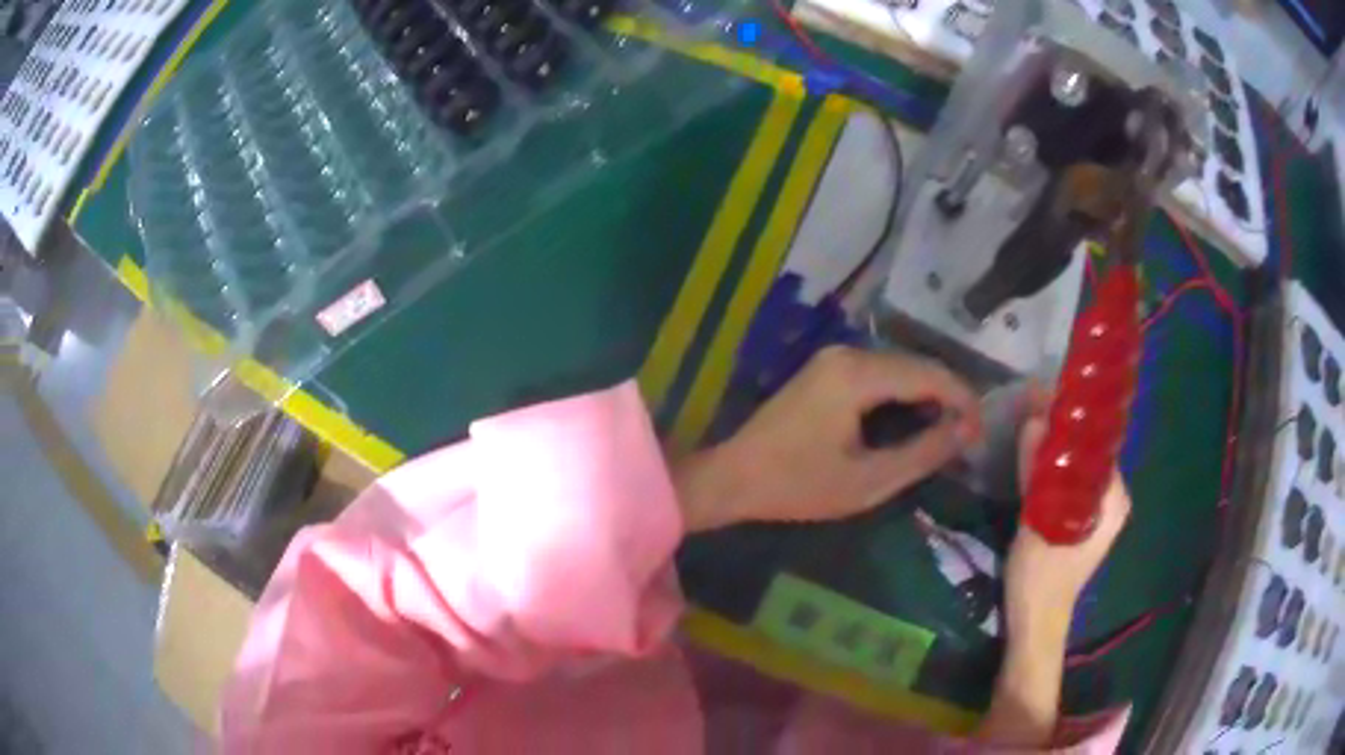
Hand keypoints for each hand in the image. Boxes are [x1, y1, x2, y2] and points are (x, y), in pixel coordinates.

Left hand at [672, 345, 981, 531]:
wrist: (732, 477)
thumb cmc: (797, 485)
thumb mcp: (868, 481)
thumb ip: (922, 453)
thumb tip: (966, 431)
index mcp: (858, 374)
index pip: (930, 375)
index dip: (964, 401)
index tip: (981, 434)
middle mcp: (848, 353)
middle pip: (917, 365)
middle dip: (949, 397)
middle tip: (969, 437)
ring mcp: (834, 358)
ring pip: (900, 367)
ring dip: (927, 395)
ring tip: (949, 432)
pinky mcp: (826, 370)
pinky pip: (880, 374)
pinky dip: (903, 394)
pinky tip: (914, 421)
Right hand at [1003, 389, 1132, 639]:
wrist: (1035, 625)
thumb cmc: (1042, 580)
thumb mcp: (1037, 522)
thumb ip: (1037, 472)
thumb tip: (1034, 418)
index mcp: (1114, 498)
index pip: (1101, 441)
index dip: (1075, 417)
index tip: (1049, 396)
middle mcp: (1113, 499)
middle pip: (1089, 451)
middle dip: (1062, 430)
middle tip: (1032, 409)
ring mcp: (1097, 511)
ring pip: (1078, 466)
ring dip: (1056, 449)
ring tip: (1029, 426)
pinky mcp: (1081, 521)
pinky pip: (1070, 482)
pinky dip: (1053, 468)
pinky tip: (1033, 459)